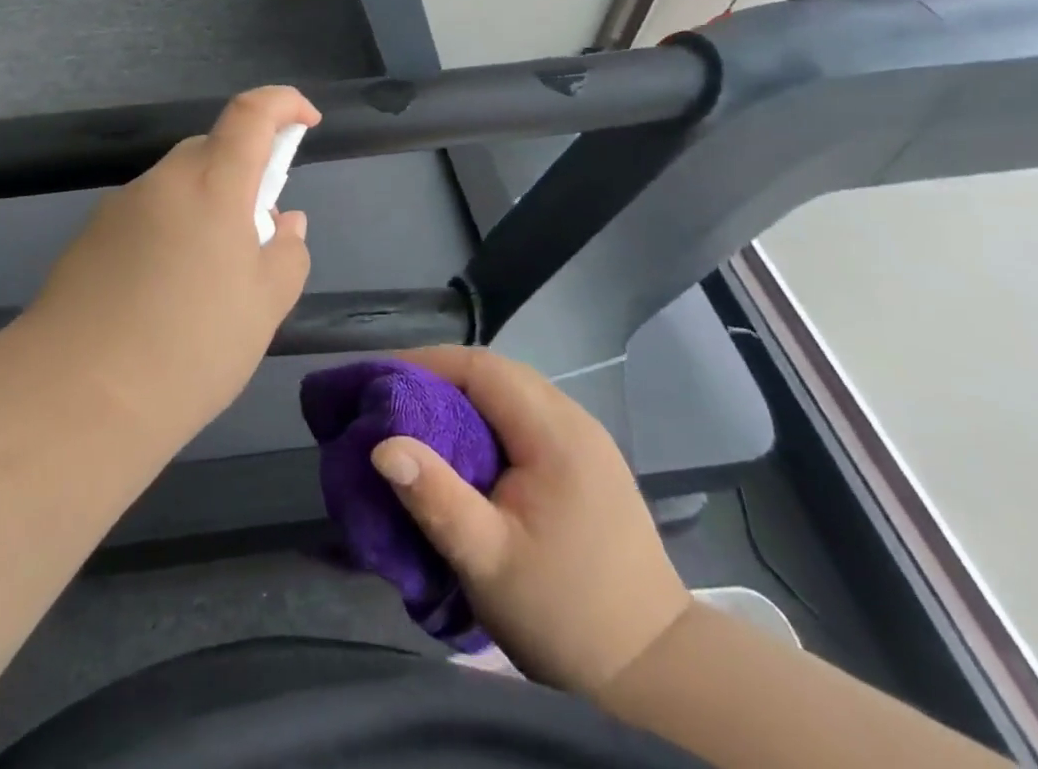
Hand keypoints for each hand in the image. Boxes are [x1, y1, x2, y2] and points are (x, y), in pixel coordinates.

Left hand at [22, 86, 321, 438]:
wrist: (76, 394)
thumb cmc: (190, 347)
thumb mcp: (263, 308)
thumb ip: (286, 253)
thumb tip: (283, 222)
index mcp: (212, 184)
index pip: (251, 113)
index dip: (283, 103)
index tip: (306, 121)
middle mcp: (163, 181)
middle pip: (210, 150)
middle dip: (242, 175)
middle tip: (255, 237)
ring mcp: (119, 206)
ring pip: (176, 187)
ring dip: (203, 209)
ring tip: (208, 282)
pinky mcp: (89, 236)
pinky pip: (145, 216)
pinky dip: (168, 233)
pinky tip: (162, 296)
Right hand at [370, 346, 691, 697]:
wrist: (655, 672)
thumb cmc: (566, 614)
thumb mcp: (489, 561)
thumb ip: (436, 499)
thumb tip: (381, 446)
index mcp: (556, 434)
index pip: (482, 368)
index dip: (427, 364)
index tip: (382, 382)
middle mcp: (575, 421)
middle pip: (497, 373)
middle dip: (440, 377)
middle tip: (392, 400)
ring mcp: (586, 440)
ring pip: (512, 392)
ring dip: (463, 396)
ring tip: (419, 420)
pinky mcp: (587, 461)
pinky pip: (526, 416)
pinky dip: (488, 417)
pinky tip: (466, 448)